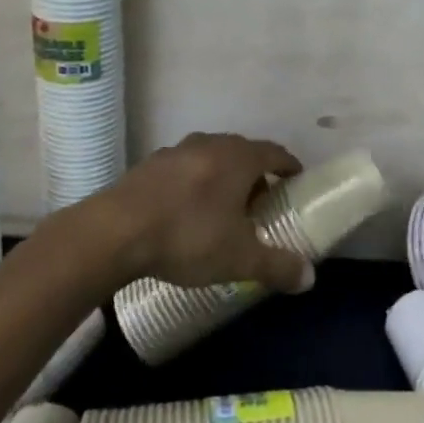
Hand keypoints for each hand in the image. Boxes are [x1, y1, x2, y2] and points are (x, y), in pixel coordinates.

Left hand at [94, 132, 313, 292]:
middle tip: (261, 203)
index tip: (296, 181)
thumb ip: (277, 266)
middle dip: (256, 175)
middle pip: (243, 152)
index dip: (288, 166)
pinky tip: (185, 211)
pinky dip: (194, 183)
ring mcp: (177, 150)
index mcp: (239, 158)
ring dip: (223, 177)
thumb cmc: (187, 236)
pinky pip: (184, 168)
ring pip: (211, 157)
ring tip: (223, 208)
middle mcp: (211, 144)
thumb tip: (310, 278)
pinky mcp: (149, 164)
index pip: (274, 153)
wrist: (114, 232)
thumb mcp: (239, 258)